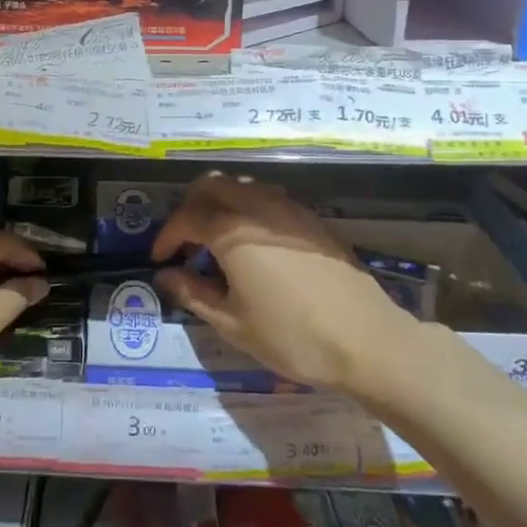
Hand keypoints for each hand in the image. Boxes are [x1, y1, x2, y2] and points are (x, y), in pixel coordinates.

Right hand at [152, 173, 408, 395]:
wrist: (367, 340)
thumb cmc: (293, 337)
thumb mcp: (233, 324)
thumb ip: (193, 294)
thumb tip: (165, 276)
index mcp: (232, 231)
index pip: (186, 219)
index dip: (167, 237)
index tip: (159, 259)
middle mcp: (257, 208)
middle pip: (211, 186)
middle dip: (190, 208)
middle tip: (184, 242)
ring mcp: (288, 209)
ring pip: (241, 185)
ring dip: (219, 203)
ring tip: (215, 241)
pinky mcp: (310, 219)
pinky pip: (267, 197)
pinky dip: (247, 208)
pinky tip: (251, 244)